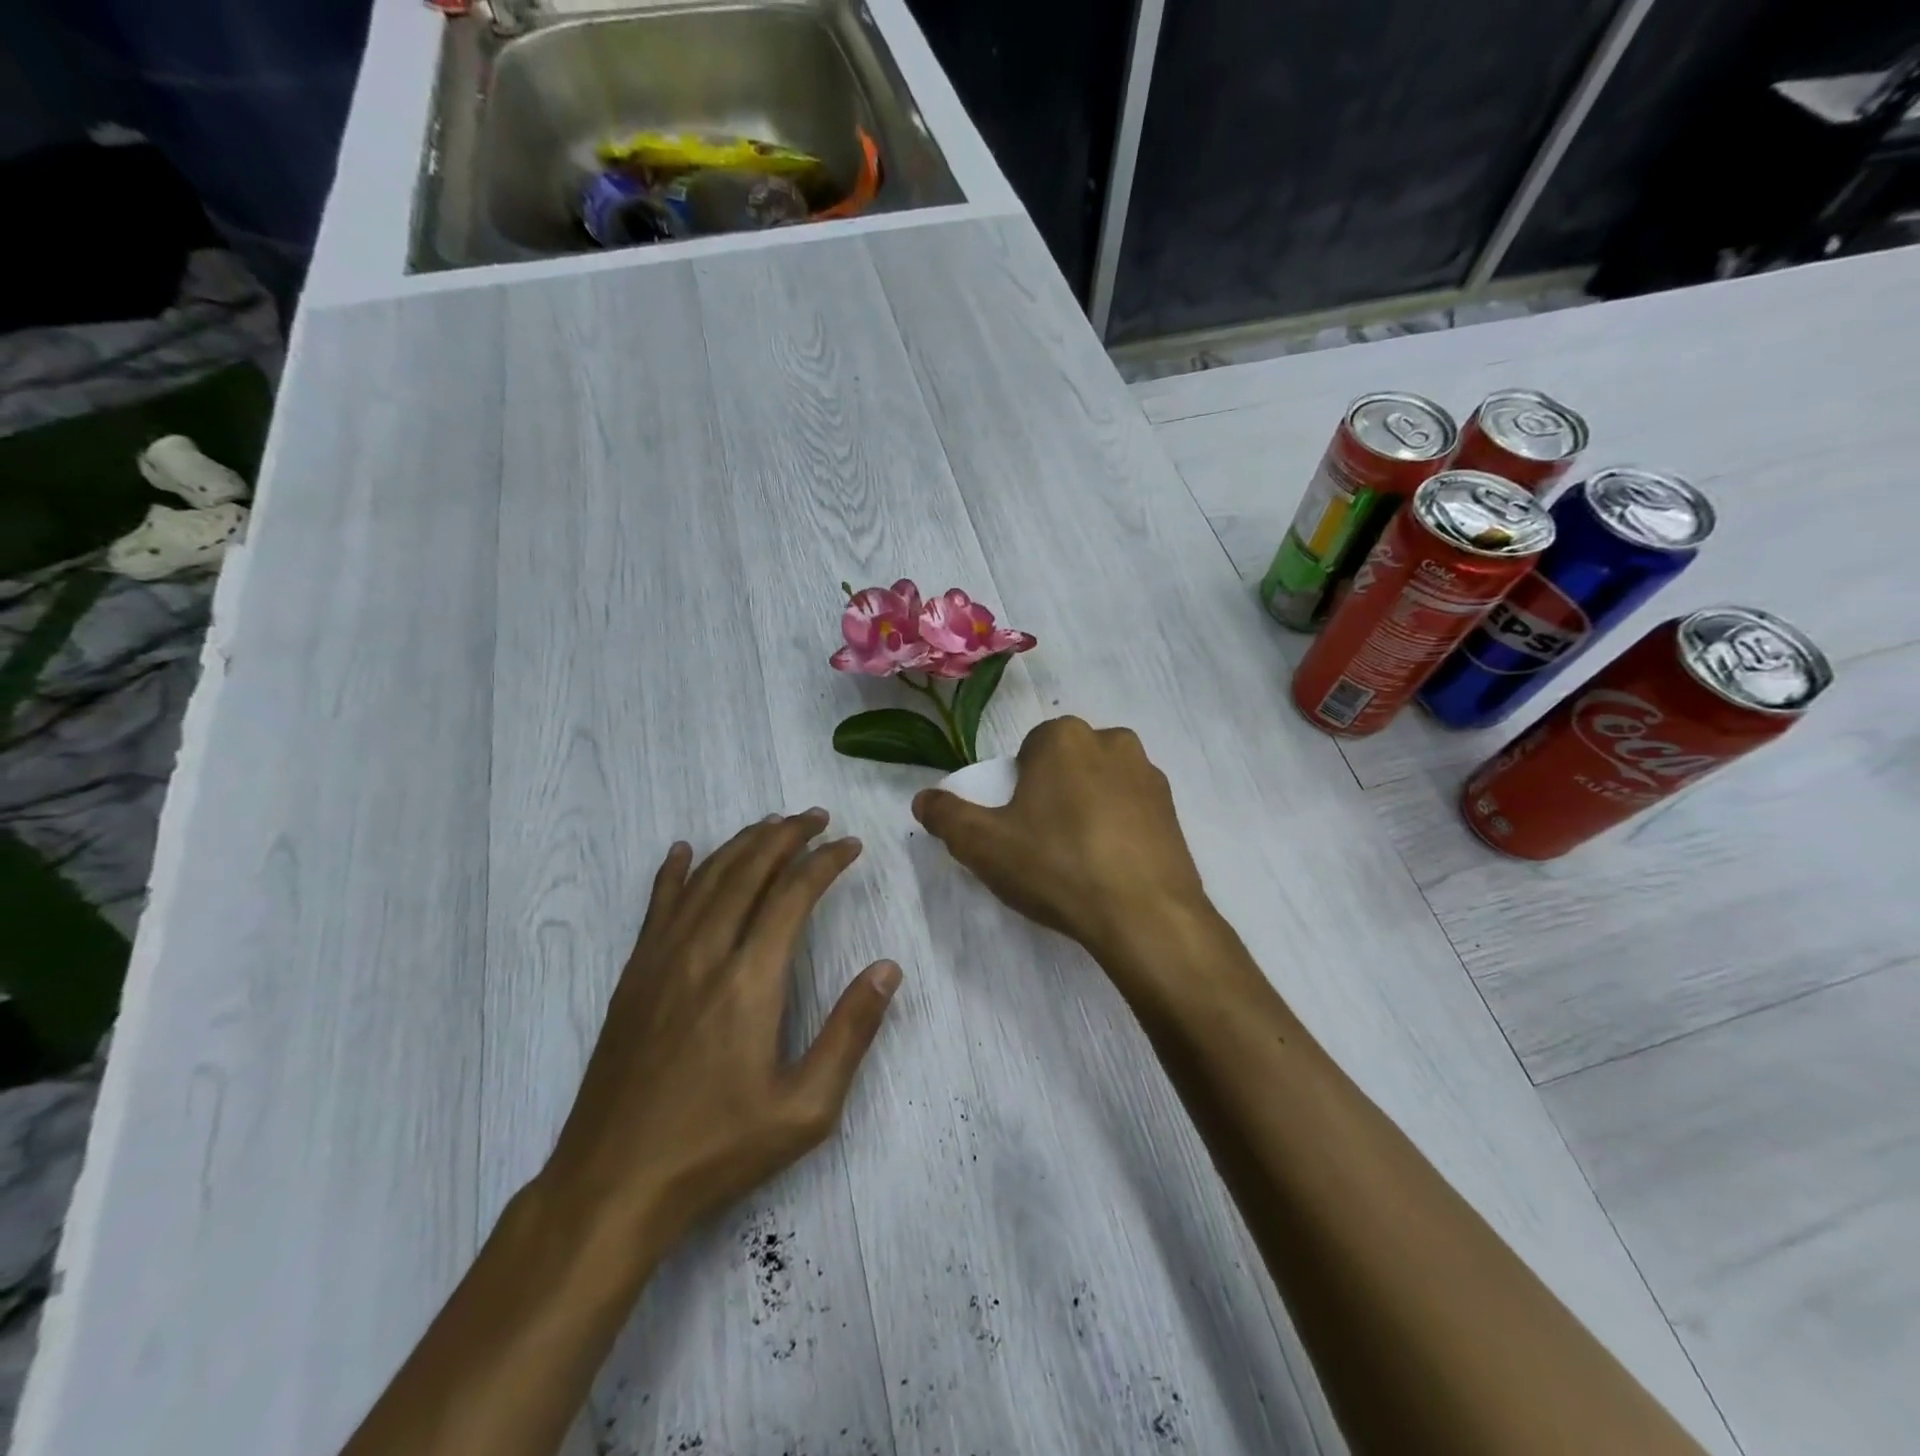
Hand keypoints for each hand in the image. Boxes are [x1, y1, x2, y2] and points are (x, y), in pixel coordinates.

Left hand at [538, 810, 899, 1258]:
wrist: (612, 1185)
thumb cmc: (717, 1149)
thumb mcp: (805, 1108)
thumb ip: (850, 1032)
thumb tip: (888, 968)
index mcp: (750, 980)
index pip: (793, 894)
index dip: (826, 862)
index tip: (850, 845)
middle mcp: (704, 954)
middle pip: (748, 871)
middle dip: (787, 836)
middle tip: (817, 818)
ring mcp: (661, 961)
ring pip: (706, 879)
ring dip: (741, 844)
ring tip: (771, 824)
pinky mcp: (633, 977)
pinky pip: (657, 906)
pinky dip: (674, 872)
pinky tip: (683, 851)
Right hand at [911, 717, 1213, 969]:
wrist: (1144, 916)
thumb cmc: (1056, 866)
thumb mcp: (983, 845)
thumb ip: (946, 816)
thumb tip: (923, 799)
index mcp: (1065, 737)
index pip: (1027, 752)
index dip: (1016, 789)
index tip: (1016, 827)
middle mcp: (1113, 741)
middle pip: (1066, 766)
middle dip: (1051, 795)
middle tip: (1042, 845)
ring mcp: (1150, 776)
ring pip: (1100, 786)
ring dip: (1086, 810)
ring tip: (1077, 861)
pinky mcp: (1174, 811)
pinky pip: (1131, 811)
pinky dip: (1116, 830)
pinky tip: (1108, 869)